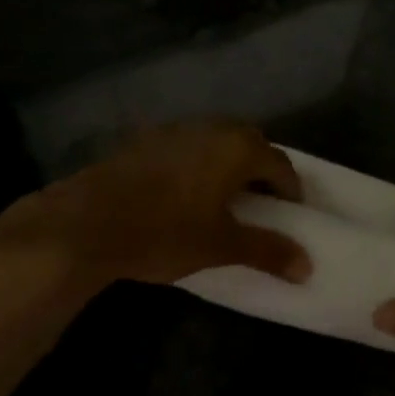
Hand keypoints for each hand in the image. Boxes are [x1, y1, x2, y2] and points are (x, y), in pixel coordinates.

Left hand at [0, 121, 311, 289]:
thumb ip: (267, 251)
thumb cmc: (165, 232)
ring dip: (228, 164)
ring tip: (224, 197)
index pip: (280, 164)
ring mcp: (175, 130)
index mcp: (237, 147)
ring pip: (216, 141)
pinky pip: (187, 146)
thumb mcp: (221, 246)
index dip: (290, 190)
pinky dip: (197, 164)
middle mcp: (211, 128)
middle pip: (250, 143)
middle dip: (261, 170)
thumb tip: (308, 266)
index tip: (291, 214)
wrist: (86, 223)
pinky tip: (184, 192)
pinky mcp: (145, 140)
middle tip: (262, 203)